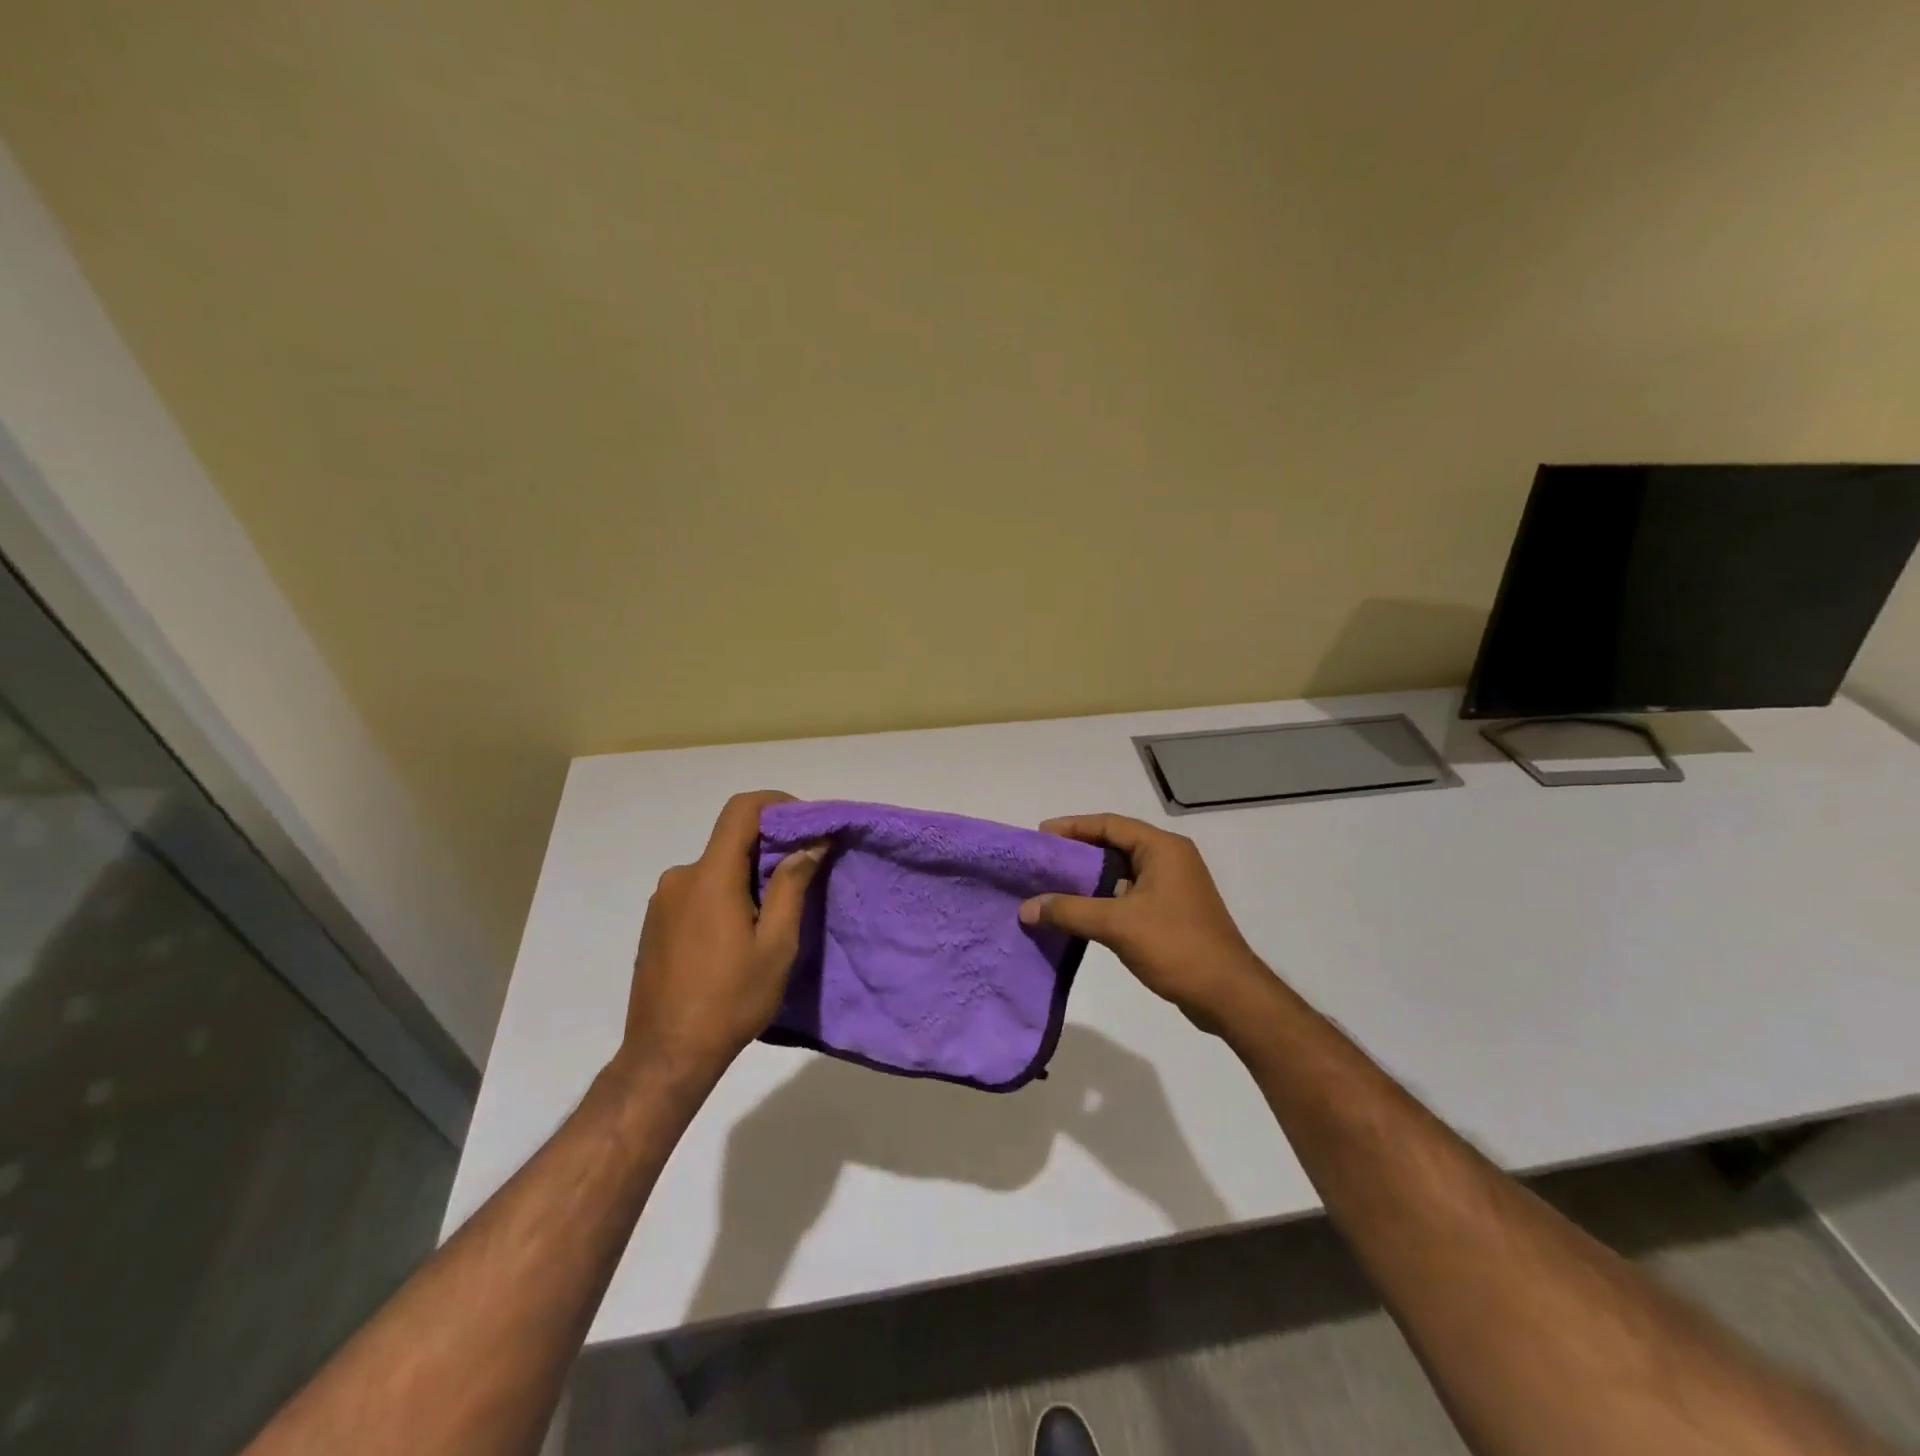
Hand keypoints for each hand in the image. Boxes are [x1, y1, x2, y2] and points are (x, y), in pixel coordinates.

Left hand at [615, 790, 825, 1087]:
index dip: (776, 803)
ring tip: (772, 915)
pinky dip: (725, 895)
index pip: (741, 811)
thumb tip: (811, 843)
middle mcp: (680, 878)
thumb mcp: (776, 945)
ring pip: (715, 868)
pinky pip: (697, 891)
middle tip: (802, 876)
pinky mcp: (655, 923)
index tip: (806, 821)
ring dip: (747, 876)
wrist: (666, 1055)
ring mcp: (663, 901)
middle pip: (730, 841)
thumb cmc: (730, 1000)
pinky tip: (738, 935)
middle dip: (769, 848)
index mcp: (710, 877)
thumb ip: (791, 886)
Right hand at [1019, 813, 1274, 1033]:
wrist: (1228, 995)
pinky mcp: (1170, 912)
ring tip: (1051, 886)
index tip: (1040, 836)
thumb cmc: (1176, 946)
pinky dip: (1102, 899)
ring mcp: (1172, 887)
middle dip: (1077, 852)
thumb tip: (1025, 908)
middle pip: (1114, 844)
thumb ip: (1069, 911)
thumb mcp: (1117, 925)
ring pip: (1120, 872)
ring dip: (1088, 878)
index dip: (1073, 827)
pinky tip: (1077, 914)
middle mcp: (1169, 859)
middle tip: (1041, 862)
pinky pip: (1128, 894)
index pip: (1110, 824)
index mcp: (1163, 848)